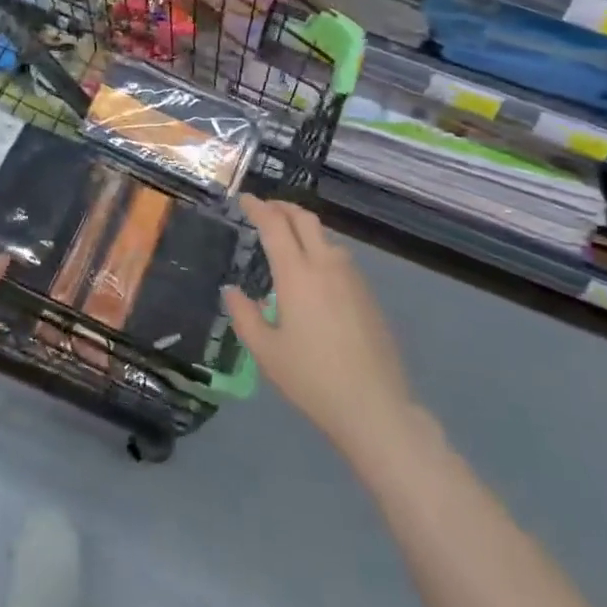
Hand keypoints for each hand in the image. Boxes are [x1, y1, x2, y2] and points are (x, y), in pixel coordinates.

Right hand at [223, 196, 417, 459]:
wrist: (375, 407)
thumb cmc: (312, 379)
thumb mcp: (266, 352)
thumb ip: (244, 316)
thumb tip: (231, 290)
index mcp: (296, 274)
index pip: (274, 225)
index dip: (257, 207)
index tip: (244, 199)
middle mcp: (325, 265)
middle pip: (304, 219)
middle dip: (283, 207)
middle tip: (265, 209)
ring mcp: (351, 278)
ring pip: (325, 237)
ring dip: (303, 228)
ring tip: (288, 241)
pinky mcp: (368, 295)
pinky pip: (340, 258)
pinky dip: (320, 250)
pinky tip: (314, 274)